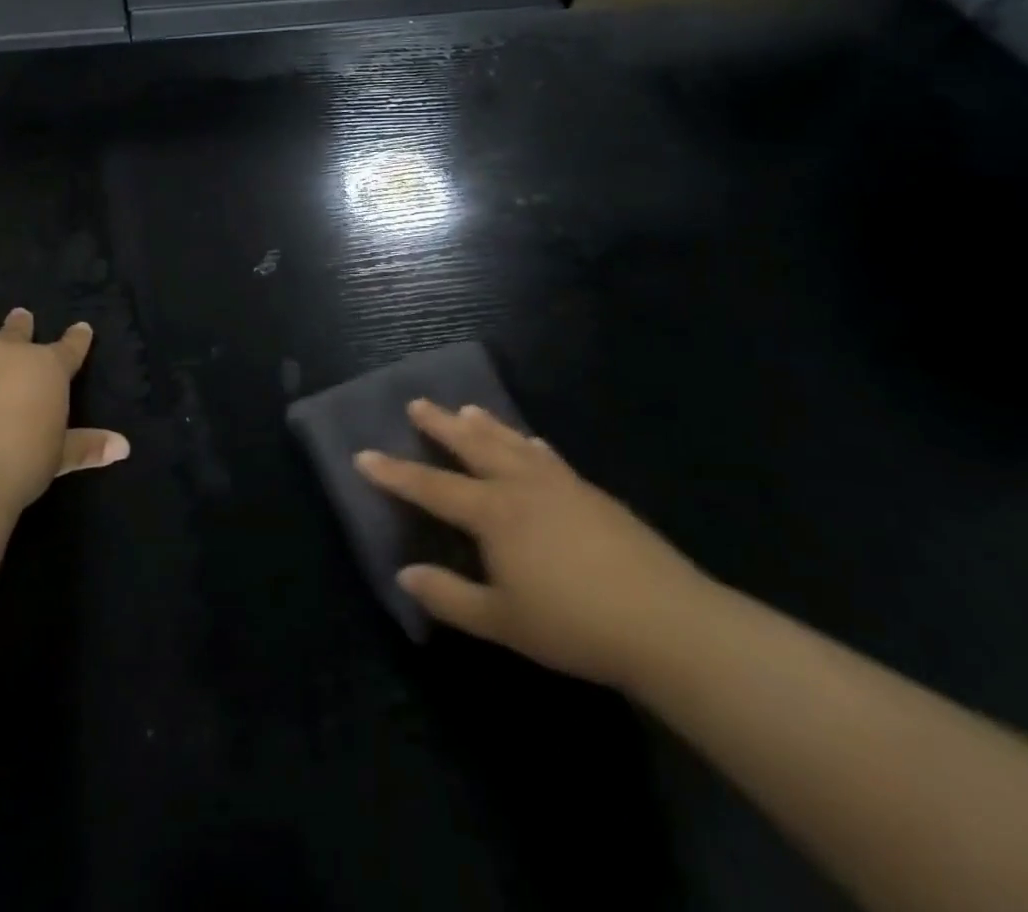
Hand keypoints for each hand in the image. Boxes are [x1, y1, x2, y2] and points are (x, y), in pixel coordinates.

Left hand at [0, 307, 128, 511]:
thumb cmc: (19, 461)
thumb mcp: (58, 457)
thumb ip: (87, 446)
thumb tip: (123, 447)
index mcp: (47, 368)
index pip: (70, 348)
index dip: (78, 339)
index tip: (82, 328)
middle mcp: (9, 356)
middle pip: (18, 333)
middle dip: (22, 326)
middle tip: (22, 315)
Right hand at [355, 402, 711, 687]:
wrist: (664, 620)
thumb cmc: (573, 624)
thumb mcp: (501, 622)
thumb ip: (449, 597)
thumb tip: (404, 574)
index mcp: (493, 512)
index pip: (431, 487)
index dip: (394, 473)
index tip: (363, 453)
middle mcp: (521, 485)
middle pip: (472, 444)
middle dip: (440, 425)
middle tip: (416, 403)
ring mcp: (559, 483)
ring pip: (510, 442)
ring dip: (484, 424)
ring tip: (466, 407)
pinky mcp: (590, 492)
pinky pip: (547, 456)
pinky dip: (528, 443)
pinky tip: (531, 443)